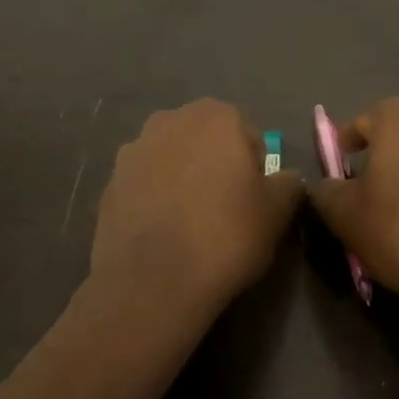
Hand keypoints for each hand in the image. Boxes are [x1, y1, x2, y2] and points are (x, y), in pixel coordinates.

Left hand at [89, 100, 305, 320]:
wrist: (152, 281)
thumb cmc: (225, 236)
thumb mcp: (278, 212)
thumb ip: (289, 184)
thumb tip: (285, 179)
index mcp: (216, 117)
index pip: (248, 136)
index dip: (255, 168)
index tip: (253, 201)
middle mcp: (171, 120)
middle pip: (206, 140)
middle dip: (216, 165)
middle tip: (224, 209)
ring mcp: (134, 149)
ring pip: (172, 158)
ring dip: (182, 177)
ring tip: (190, 221)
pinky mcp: (110, 181)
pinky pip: (144, 182)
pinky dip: (155, 197)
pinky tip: (162, 230)